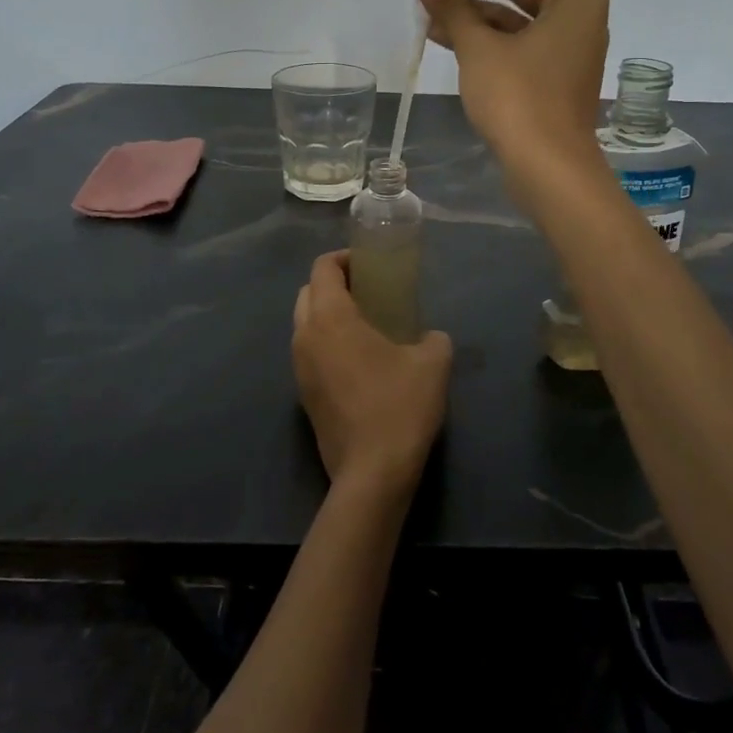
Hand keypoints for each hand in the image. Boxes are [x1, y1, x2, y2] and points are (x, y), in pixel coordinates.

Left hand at [292, 251, 452, 500]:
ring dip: (327, 314)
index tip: (370, 265)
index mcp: (330, 319)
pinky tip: (358, 359)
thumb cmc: (400, 406)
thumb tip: (430, 337)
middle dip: (333, 284)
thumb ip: (433, 337)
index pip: (323, 268)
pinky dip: (326, 342)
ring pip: (304, 324)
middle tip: (368, 291)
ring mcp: (299, 369)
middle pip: (307, 292)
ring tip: (364, 324)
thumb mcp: (433, 362)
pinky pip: (309, 352)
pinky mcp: (303, 395)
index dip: (344, 258)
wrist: (372, 473)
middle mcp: (305, 337)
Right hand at [417, 0, 610, 197]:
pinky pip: (513, 40)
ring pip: (513, 13)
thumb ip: (454, 7)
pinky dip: (482, 35)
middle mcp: (577, 15)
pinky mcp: (550, 74)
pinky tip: (442, 32)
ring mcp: (565, 46)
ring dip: (472, 6)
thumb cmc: (521, 100)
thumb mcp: (480, 48)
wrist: (548, 170)